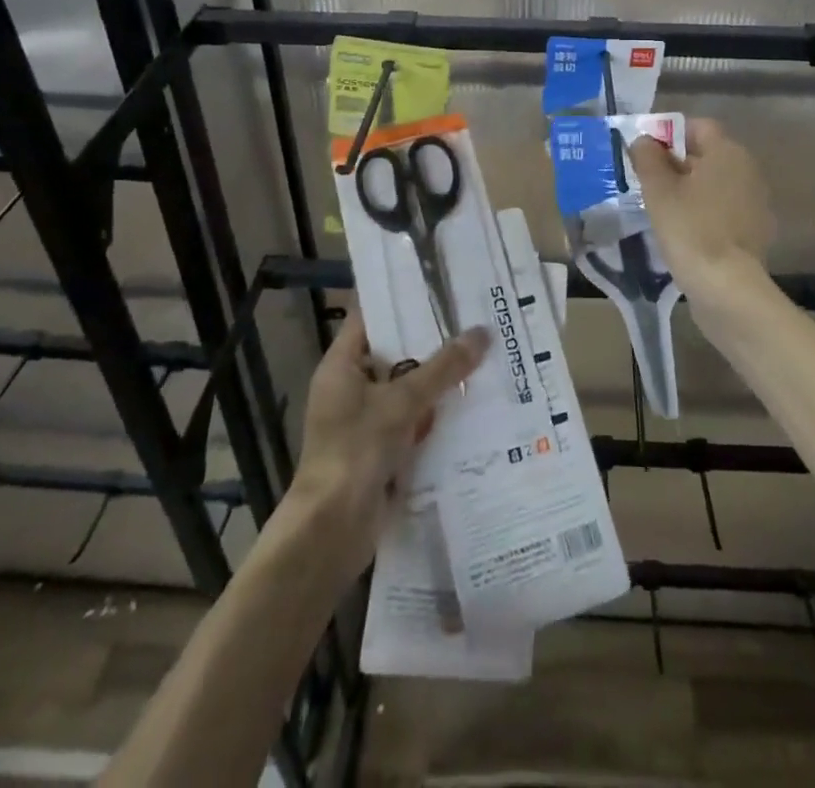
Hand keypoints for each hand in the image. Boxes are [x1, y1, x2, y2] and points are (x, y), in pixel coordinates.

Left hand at [290, 315, 487, 570]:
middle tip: (473, 316)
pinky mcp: (381, 448)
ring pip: (408, 387)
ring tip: (483, 352)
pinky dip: (436, 413)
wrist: (331, 531)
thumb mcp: (402, 403)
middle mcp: (351, 387)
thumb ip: (442, 369)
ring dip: (439, 378)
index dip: (401, 298)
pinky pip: (413, 419)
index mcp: (342, 365)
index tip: (438, 282)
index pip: (370, 316)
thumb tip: (482, 333)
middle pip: (395, 351)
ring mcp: (365, 419)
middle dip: (432, 339)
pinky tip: (473, 403)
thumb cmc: (356, 452)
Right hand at [630, 118, 775, 300]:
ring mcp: (755, 202)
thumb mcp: (658, 190)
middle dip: (677, 163)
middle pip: (708, 154)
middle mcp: (748, 170)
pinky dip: (704, 212)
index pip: (698, 127)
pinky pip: (723, 209)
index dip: (669, 134)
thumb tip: (644, 140)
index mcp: (728, 152)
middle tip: (647, 181)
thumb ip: (648, 158)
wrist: (727, 288)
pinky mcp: (754, 231)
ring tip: (661, 207)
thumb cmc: (690, 229)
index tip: (645, 153)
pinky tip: (684, 231)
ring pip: (715, 183)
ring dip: (690, 189)